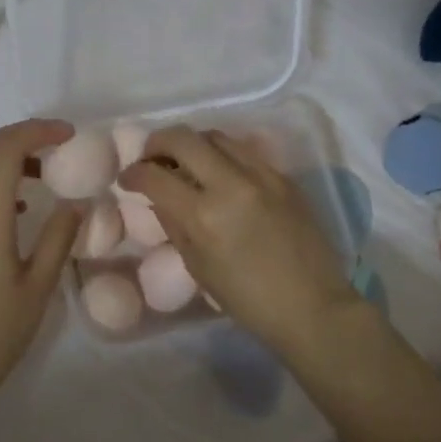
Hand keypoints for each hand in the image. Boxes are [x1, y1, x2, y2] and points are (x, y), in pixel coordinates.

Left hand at [0, 119, 81, 423]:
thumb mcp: (38, 287)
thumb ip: (58, 237)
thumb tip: (74, 203)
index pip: (4, 149)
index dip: (35, 131)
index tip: (67, 134)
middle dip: (20, 138)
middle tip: (56, 147)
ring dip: (2, 162)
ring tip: (39, 179)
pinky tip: (9, 213)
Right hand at [120, 126, 361, 358]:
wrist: (312, 306)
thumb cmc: (248, 300)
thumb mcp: (198, 267)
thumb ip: (175, 225)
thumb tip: (159, 197)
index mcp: (203, 215)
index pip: (155, 176)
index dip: (133, 173)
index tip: (128, 178)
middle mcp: (231, 184)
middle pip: (183, 138)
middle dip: (157, 143)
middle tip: (151, 158)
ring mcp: (261, 175)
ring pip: (216, 136)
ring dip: (192, 144)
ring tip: (186, 162)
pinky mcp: (283, 177)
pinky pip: (245, 151)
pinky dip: (224, 155)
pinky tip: (221, 174)